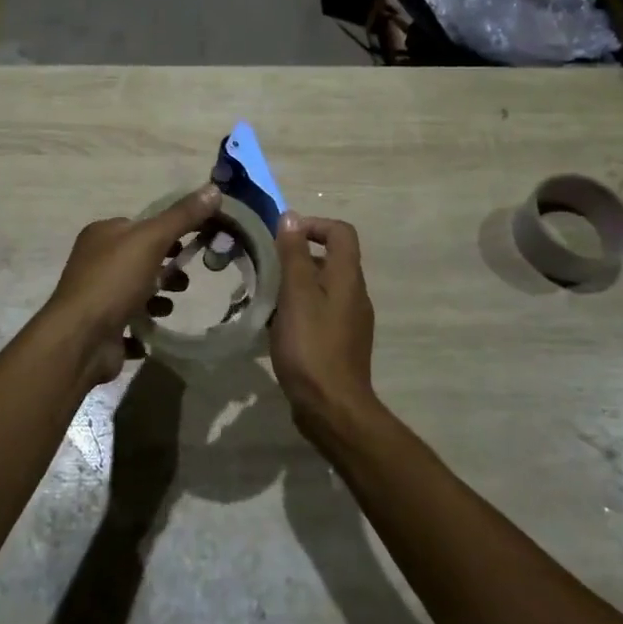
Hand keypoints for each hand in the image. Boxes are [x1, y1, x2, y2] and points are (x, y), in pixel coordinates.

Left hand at [45, 185, 222, 382]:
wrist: (81, 339)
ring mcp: (96, 296)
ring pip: (136, 292)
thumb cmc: (114, 281)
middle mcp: (94, 261)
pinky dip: (143, 325)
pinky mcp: (101, 327)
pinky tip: (154, 330)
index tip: (195, 244)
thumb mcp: (151, 240)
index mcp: (102, 234)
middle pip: (140, 259)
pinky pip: (129, 323)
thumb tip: (214, 189)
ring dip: (158, 298)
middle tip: (184, 281)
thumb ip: (182, 216)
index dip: (168, 233)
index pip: (140, 226)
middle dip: (166, 269)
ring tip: (170, 306)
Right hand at [270, 213, 375, 428]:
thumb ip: (293, 254)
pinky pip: (321, 312)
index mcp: (347, 277)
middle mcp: (355, 294)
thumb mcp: (296, 293)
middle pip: (332, 258)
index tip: (283, 238)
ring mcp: (351, 320)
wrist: (332, 407)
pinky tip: (277, 326)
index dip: (314, 225)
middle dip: (298, 256)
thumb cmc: (311, 345)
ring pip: (323, 287)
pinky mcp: (341, 343)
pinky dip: (300, 309)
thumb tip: (291, 216)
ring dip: (297, 284)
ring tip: (267, 296)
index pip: (341, 232)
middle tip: (267, 267)